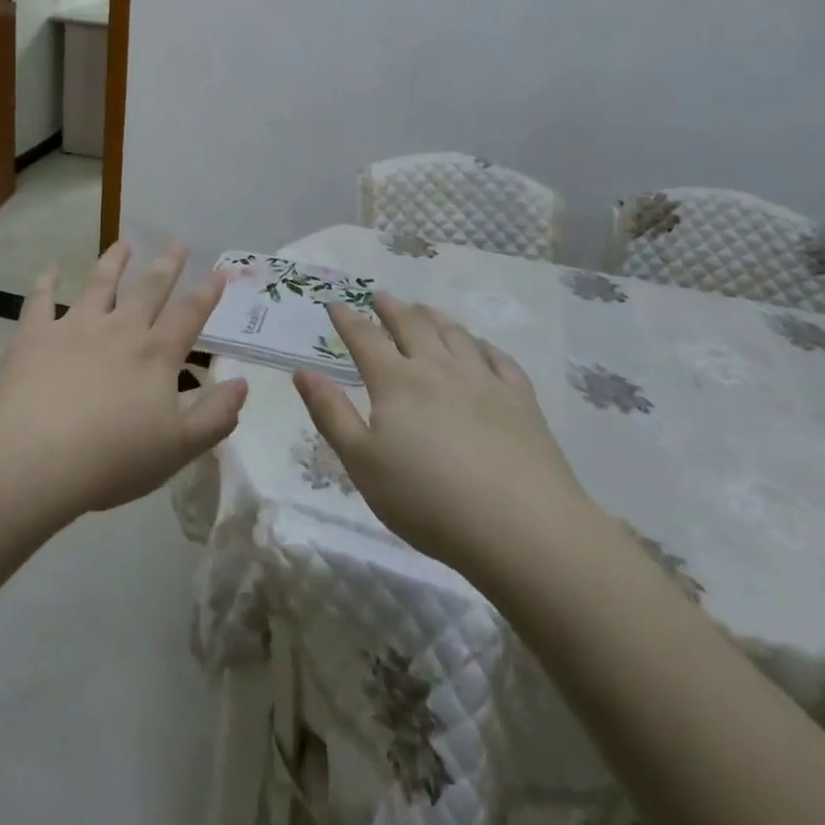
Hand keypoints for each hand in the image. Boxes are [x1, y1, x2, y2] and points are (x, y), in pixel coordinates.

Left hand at [0, 242, 247, 520]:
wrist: (36, 458)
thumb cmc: (113, 458)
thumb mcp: (178, 447)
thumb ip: (215, 415)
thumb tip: (243, 384)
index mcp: (156, 355)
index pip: (189, 316)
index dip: (208, 293)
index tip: (220, 271)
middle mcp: (120, 329)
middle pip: (149, 290)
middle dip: (166, 266)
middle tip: (177, 243)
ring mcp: (75, 327)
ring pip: (99, 284)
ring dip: (113, 262)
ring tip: (122, 244)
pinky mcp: (35, 335)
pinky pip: (40, 301)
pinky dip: (45, 284)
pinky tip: (49, 271)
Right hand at [295, 294, 591, 572]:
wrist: (521, 528)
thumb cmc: (428, 500)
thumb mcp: (362, 463)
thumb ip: (331, 413)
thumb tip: (303, 371)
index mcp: (396, 381)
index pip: (364, 337)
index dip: (347, 318)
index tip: (335, 303)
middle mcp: (437, 368)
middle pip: (411, 325)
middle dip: (390, 308)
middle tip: (379, 296)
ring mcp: (482, 379)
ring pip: (454, 334)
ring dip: (432, 316)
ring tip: (422, 309)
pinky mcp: (520, 399)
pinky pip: (498, 358)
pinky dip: (481, 345)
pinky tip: (478, 346)